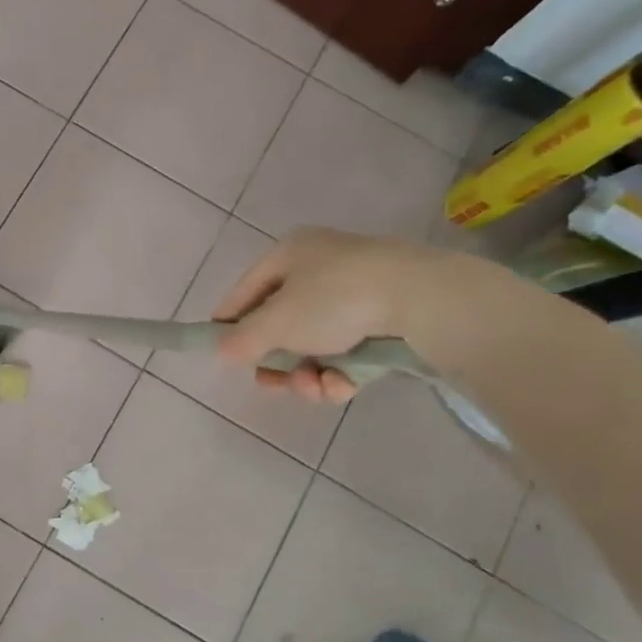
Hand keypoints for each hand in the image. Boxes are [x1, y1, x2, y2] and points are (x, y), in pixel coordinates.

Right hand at [211, 227, 444, 404]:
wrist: (421, 300)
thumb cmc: (334, 299)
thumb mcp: (276, 322)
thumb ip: (242, 340)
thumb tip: (222, 351)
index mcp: (290, 254)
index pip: (245, 291)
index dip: (228, 323)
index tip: (220, 353)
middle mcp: (320, 269)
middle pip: (281, 326)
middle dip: (275, 362)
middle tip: (270, 384)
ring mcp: (355, 297)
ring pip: (313, 347)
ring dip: (306, 375)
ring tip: (313, 388)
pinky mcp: (383, 324)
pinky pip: (346, 354)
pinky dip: (339, 375)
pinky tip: (341, 386)